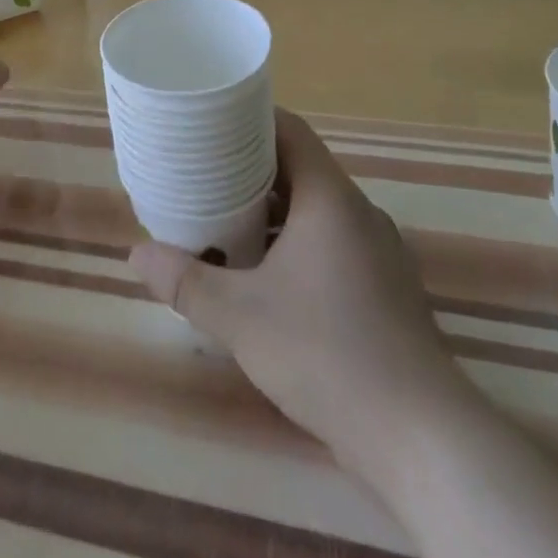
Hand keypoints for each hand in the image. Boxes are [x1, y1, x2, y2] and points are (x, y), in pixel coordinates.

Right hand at [131, 109, 472, 464]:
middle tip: (202, 174)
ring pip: (316, 211)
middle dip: (249, 169)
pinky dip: (295, 245)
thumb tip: (136, 254)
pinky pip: (332, 245)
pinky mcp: (385, 291)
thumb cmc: (326, 353)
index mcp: (330, 199)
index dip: (249, 118)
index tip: (209, 122)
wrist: (421, 438)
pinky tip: (264, 277)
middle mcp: (359, 214)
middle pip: (299, 169)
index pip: (290, 131)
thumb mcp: (240, 316)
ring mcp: (378, 254)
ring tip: (223, 222)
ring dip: (271, 212)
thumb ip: (185, 282)